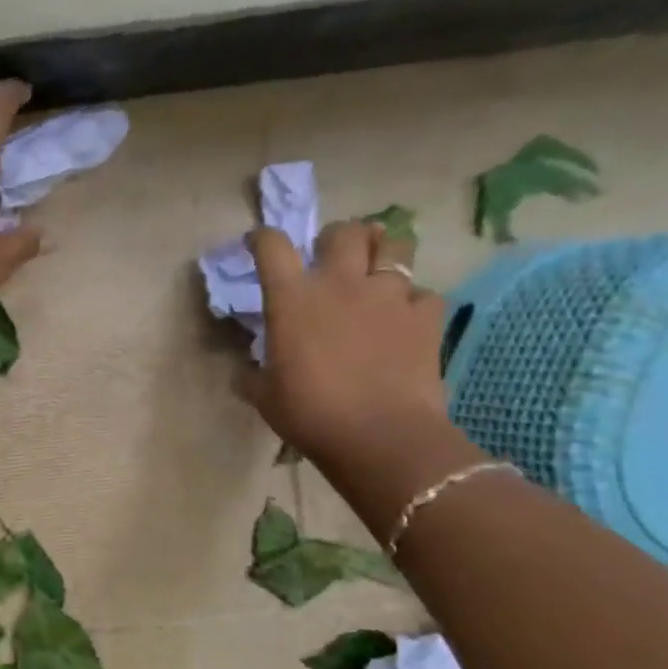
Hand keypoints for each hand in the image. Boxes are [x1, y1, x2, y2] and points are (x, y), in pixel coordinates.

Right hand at [239, 219, 452, 464]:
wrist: (379, 435)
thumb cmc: (310, 414)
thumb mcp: (265, 397)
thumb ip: (253, 376)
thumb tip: (242, 373)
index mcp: (293, 299)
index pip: (272, 248)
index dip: (262, 238)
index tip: (257, 243)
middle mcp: (341, 283)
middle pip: (344, 233)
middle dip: (337, 238)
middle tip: (332, 256)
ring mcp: (388, 295)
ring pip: (394, 247)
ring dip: (383, 252)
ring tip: (378, 269)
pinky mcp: (425, 316)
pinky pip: (423, 294)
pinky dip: (413, 302)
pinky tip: (406, 319)